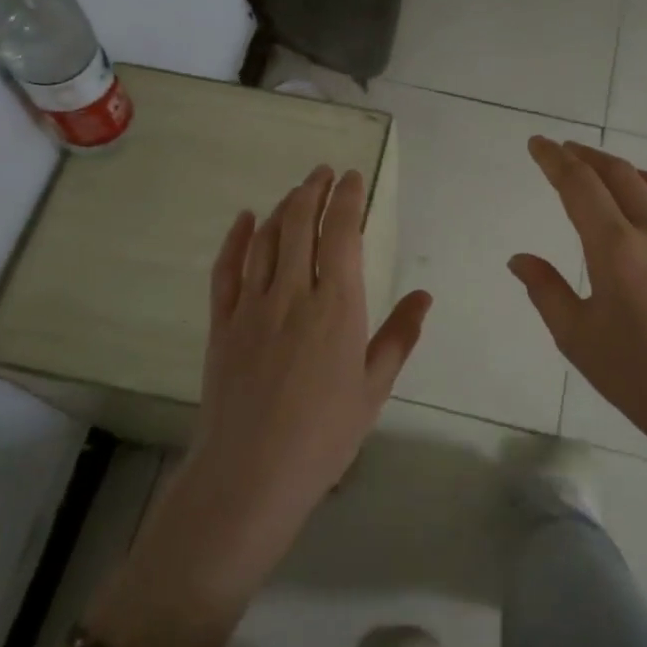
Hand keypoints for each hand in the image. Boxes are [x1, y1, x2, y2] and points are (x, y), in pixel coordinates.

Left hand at [178, 165, 431, 594]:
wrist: (250, 474)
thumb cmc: (324, 436)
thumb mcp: (374, 388)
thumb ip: (399, 336)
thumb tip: (424, 296)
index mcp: (337, 306)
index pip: (342, 234)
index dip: (347, 199)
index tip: (353, 177)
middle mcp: (292, 293)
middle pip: (301, 225)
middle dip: (314, 191)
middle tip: (324, 172)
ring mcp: (251, 306)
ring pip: (266, 239)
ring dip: (283, 208)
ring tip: (297, 190)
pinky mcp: (221, 324)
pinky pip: (226, 269)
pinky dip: (236, 239)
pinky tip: (246, 219)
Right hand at [509, 137, 646, 467]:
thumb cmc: (638, 378)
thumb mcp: (577, 337)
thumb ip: (545, 290)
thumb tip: (519, 258)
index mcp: (616, 250)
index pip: (580, 186)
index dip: (554, 160)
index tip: (537, 143)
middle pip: (618, 173)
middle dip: (585, 155)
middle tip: (561, 151)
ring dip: (619, 168)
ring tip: (596, 170)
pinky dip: (646, 192)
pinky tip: (637, 212)